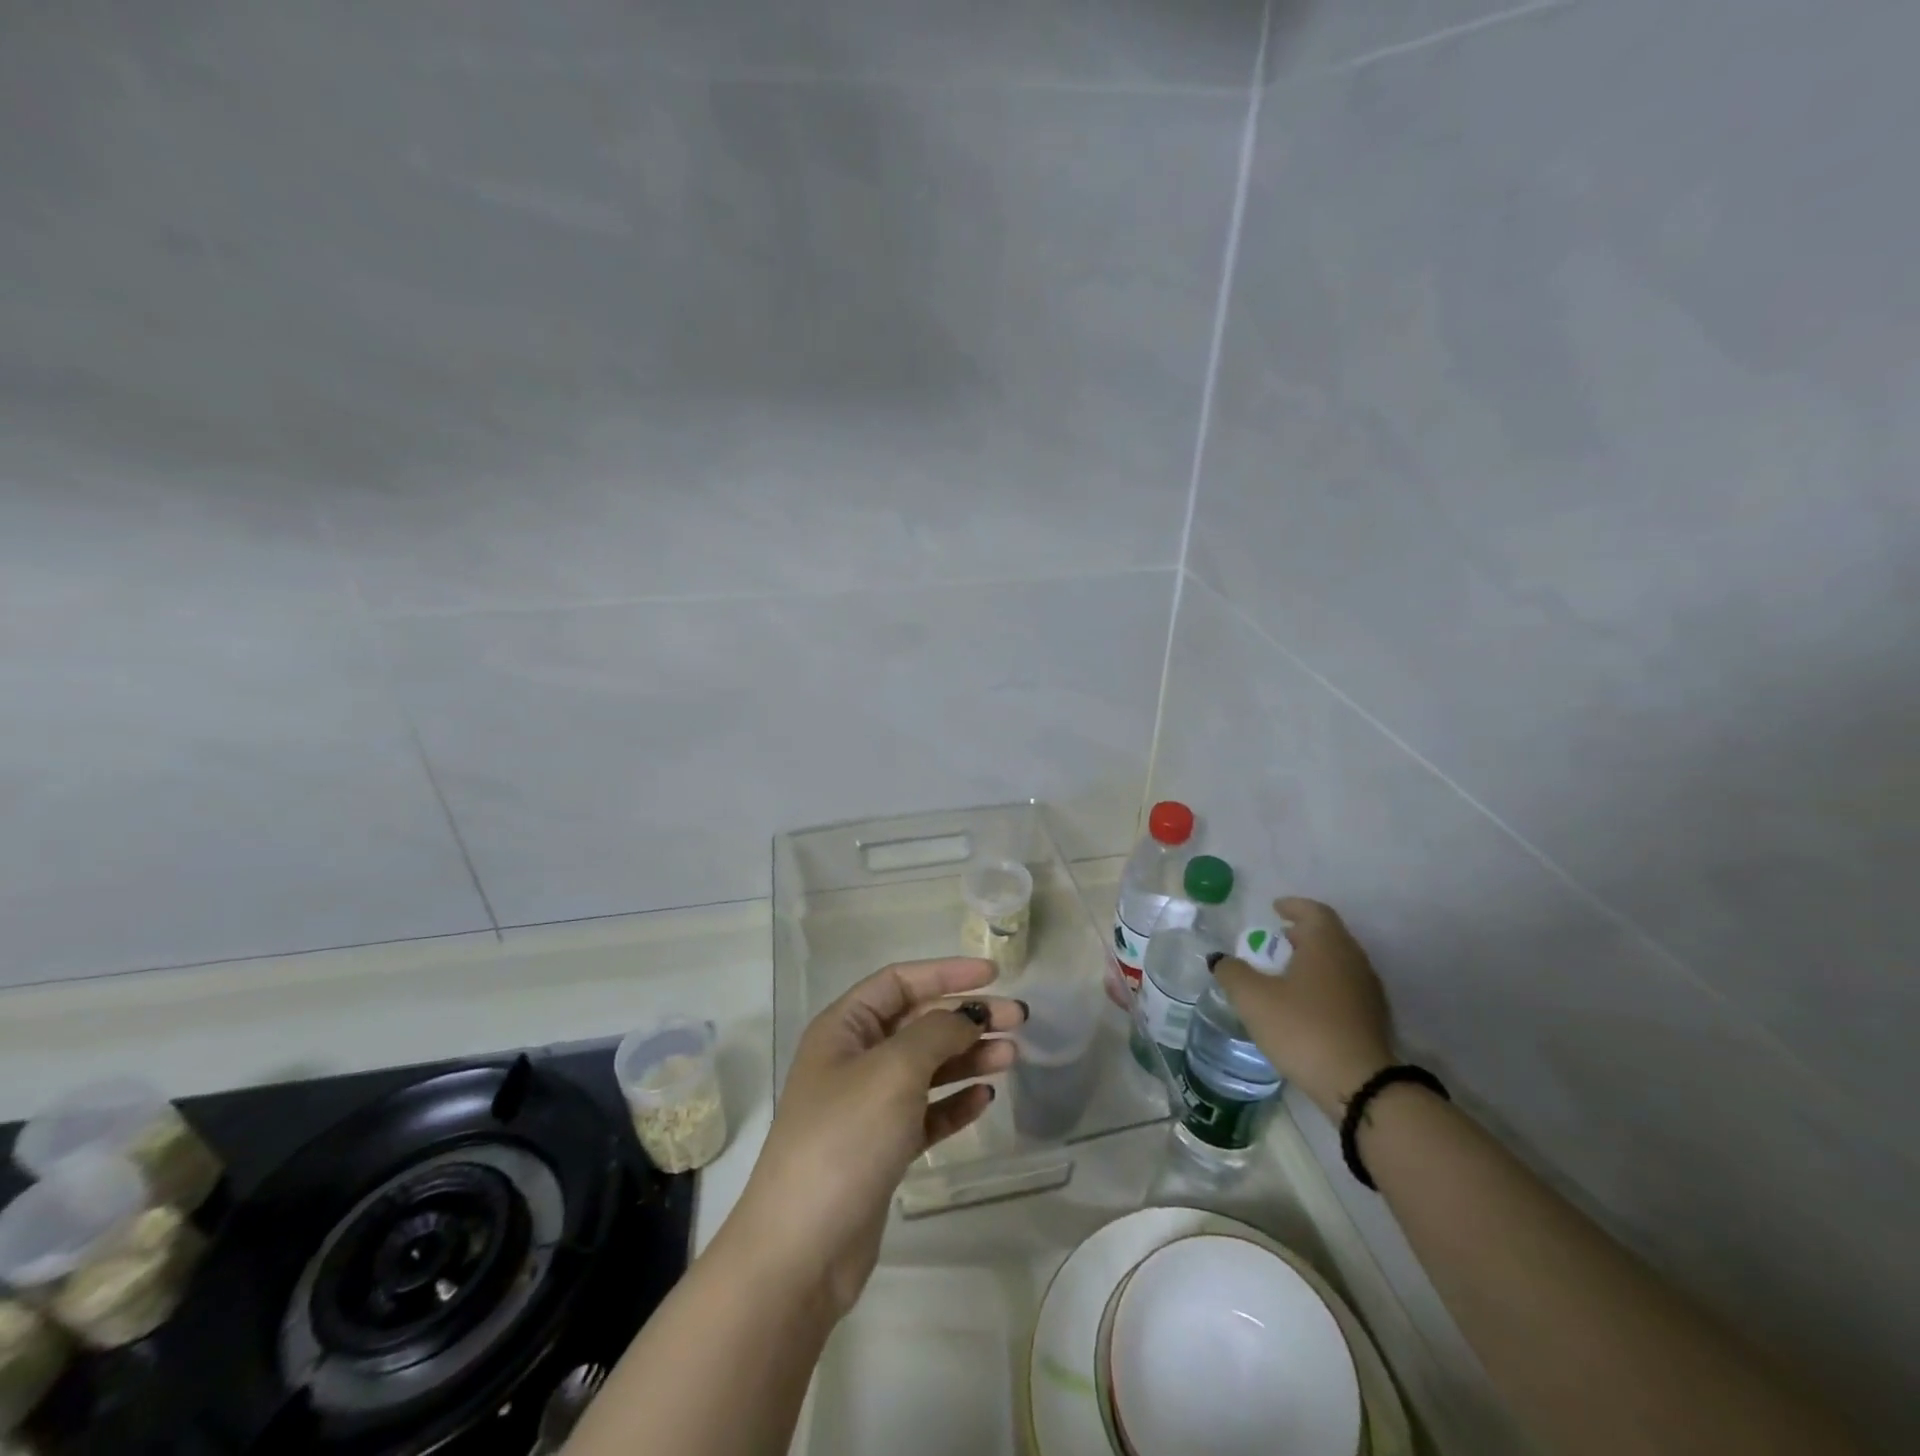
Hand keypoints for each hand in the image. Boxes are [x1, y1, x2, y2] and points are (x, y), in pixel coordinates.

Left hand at [726, 958, 1024, 1317]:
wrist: (803, 1249)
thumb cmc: (845, 1138)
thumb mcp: (894, 1069)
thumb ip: (937, 1032)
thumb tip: (969, 1015)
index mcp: (844, 1027)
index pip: (900, 981)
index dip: (946, 972)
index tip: (994, 974)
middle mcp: (854, 1059)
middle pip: (919, 1023)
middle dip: (967, 1017)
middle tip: (1018, 1021)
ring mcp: (868, 1105)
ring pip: (927, 1067)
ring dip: (968, 1058)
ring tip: (1012, 1057)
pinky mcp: (882, 1148)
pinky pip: (926, 1112)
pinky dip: (954, 1103)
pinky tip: (985, 1098)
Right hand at [1212, 898, 1393, 1118]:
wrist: (1359, 1085)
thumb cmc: (1302, 1028)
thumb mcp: (1253, 998)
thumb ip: (1232, 972)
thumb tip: (1220, 959)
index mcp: (1327, 944)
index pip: (1314, 911)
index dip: (1293, 906)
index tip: (1275, 908)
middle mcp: (1353, 959)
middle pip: (1328, 935)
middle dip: (1302, 934)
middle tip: (1277, 940)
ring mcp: (1368, 990)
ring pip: (1339, 962)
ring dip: (1314, 960)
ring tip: (1287, 973)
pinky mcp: (1373, 1019)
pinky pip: (1346, 987)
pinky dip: (1325, 984)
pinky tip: (1307, 1004)